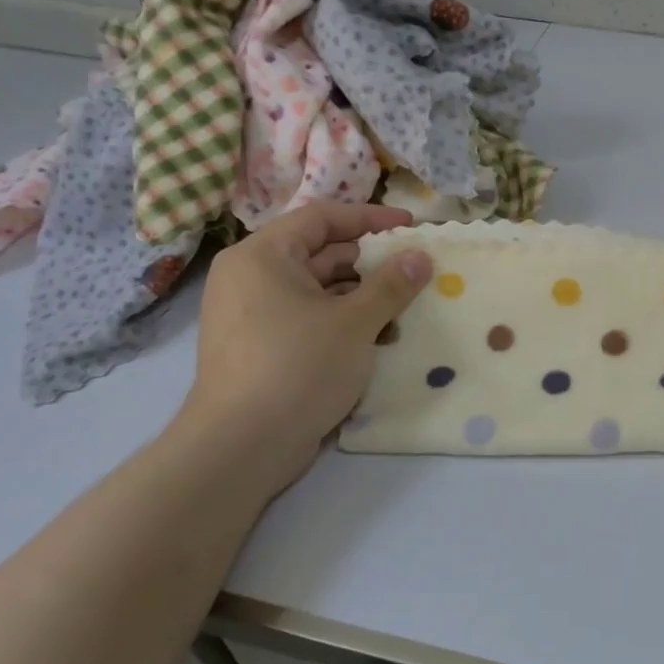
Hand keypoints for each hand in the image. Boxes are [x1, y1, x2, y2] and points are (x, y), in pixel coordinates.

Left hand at [178, 202, 431, 493]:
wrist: (242, 445)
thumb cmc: (298, 367)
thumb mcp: (354, 323)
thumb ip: (391, 285)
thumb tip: (421, 257)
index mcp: (263, 256)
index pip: (322, 218)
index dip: (370, 218)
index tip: (411, 227)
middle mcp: (252, 278)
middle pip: (320, 254)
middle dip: (371, 263)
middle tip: (416, 272)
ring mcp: (254, 316)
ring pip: (318, 291)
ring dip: (362, 297)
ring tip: (405, 309)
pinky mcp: (262, 349)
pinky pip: (309, 320)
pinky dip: (343, 322)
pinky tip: (379, 339)